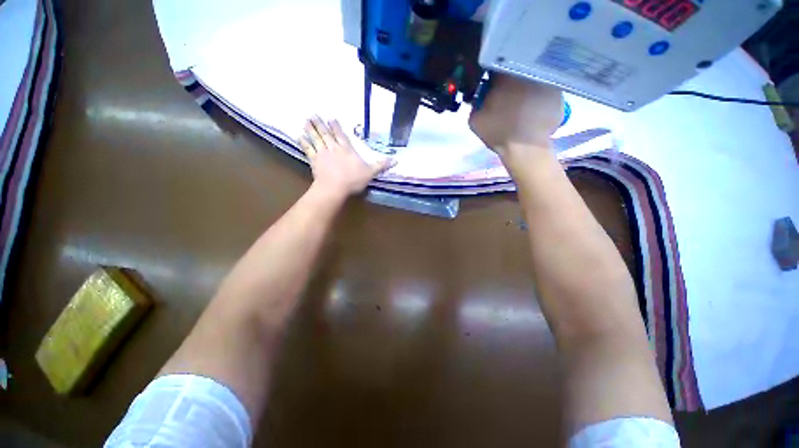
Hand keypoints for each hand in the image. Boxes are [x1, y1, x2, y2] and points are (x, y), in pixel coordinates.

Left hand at [298, 116, 393, 197]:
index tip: (331, 118)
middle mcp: (333, 147)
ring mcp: (322, 153)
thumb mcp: (370, 173)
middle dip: (320, 124)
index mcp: (347, 149)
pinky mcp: (314, 161)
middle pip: (326, 133)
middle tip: (313, 114)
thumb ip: (381, 165)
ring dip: (310, 129)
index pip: (341, 135)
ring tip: (306, 120)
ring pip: (315, 138)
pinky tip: (299, 136)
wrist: (334, 188)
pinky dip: (303, 142)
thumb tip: (396, 160)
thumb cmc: (353, 180)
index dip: (336, 126)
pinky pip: (308, 149)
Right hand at [469, 74, 563, 155]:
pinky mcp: (559, 91)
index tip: (491, 83)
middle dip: (510, 77)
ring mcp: (546, 80)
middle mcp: (528, 71)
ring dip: (526, 84)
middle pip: (517, 66)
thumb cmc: (499, 133)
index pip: (497, 63)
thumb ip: (475, 103)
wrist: (525, 148)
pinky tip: (533, 107)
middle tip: (506, 92)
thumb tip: (479, 94)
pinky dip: (539, 94)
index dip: (492, 72)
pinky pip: (545, 88)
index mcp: (505, 76)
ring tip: (521, 100)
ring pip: (533, 76)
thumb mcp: (475, 120)